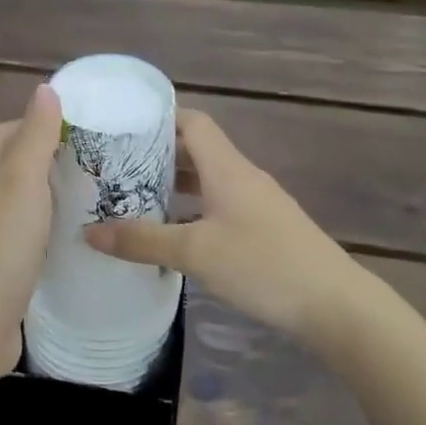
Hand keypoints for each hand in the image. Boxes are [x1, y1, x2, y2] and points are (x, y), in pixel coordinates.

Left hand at [0, 84, 61, 382]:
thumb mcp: (21, 181)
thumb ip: (35, 135)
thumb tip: (44, 88)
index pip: (6, 131)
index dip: (39, 123)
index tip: (81, 130)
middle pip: (10, 166)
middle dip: (46, 159)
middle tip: (93, 164)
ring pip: (15, 203)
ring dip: (45, 196)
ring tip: (87, 197)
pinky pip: (19, 237)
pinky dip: (41, 230)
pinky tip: (65, 239)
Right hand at [84, 109, 357, 341]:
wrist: (336, 305)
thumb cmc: (263, 265)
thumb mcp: (195, 253)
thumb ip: (142, 240)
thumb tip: (89, 232)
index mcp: (227, 168)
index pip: (192, 122)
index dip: (159, 119)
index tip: (122, 128)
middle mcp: (243, 176)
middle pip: (197, 150)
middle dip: (157, 155)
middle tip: (116, 168)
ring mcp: (258, 203)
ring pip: (208, 181)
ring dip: (175, 186)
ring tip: (135, 199)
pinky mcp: (266, 229)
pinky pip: (220, 206)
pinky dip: (193, 211)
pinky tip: (174, 235)